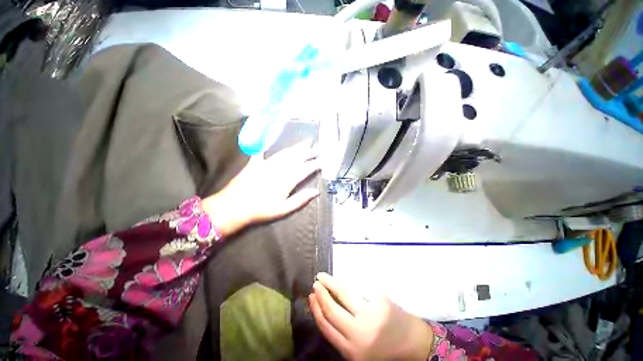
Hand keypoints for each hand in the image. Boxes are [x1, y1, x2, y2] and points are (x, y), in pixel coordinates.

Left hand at [202, 144, 319, 236]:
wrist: (234, 206)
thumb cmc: (261, 210)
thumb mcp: (284, 209)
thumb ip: (301, 199)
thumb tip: (316, 192)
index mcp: (288, 180)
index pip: (305, 169)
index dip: (315, 164)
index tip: (322, 161)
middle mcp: (279, 168)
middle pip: (297, 157)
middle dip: (309, 152)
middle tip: (317, 148)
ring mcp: (267, 164)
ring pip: (285, 153)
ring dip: (296, 148)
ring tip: (305, 143)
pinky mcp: (255, 163)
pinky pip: (263, 151)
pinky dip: (268, 145)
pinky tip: (269, 140)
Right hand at [310, 273, 433, 360]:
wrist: (414, 344)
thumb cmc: (385, 351)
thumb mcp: (360, 352)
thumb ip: (344, 337)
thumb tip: (326, 311)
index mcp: (353, 351)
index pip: (327, 326)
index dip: (316, 309)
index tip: (311, 296)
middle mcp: (359, 333)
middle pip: (332, 309)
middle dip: (321, 293)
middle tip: (316, 282)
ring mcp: (371, 315)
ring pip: (344, 293)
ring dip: (331, 282)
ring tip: (324, 276)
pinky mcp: (380, 301)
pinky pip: (359, 288)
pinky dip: (348, 283)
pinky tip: (343, 279)